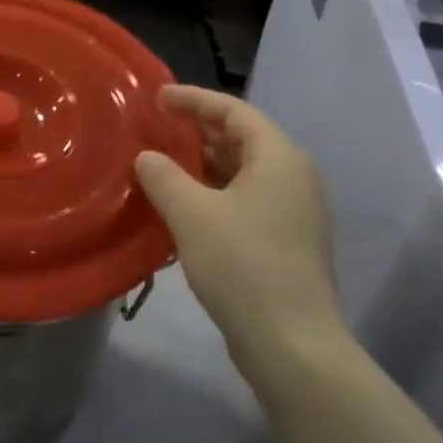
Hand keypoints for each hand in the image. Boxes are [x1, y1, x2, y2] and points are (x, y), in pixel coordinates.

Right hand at [134, 87, 343, 400]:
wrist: (292, 345)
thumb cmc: (242, 265)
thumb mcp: (191, 213)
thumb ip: (163, 176)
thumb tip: (146, 157)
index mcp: (279, 158)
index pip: (234, 111)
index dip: (194, 100)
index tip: (158, 97)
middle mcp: (295, 177)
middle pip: (243, 138)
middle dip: (199, 131)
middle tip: (159, 128)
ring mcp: (296, 212)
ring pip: (245, 172)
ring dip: (205, 165)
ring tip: (164, 164)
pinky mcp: (289, 242)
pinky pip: (248, 199)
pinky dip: (217, 193)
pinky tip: (185, 206)